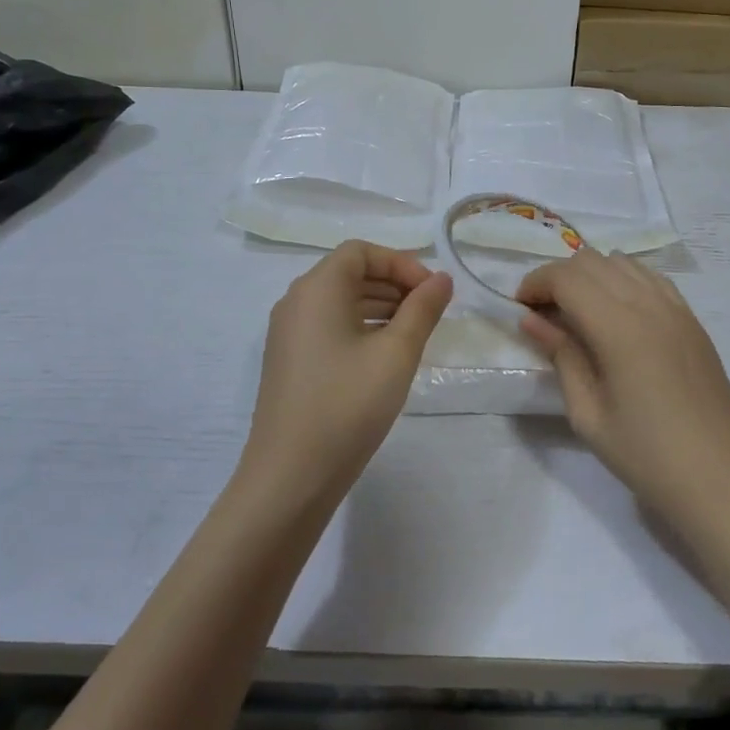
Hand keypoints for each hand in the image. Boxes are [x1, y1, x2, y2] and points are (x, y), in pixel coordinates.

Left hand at [242, 241, 452, 504]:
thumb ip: (422, 310)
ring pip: (340, 301)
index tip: (433, 292)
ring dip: (379, 307)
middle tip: (431, 312)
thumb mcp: (396, 354)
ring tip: (415, 333)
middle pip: (349, 273)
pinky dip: (360, 327)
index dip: (401, 263)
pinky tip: (385, 355)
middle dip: (393, 284)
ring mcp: (288, 333)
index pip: (361, 252)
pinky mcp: (289, 361)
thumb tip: (442, 279)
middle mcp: (296, 302)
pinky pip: (328, 326)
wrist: (290, 477)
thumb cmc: (347, 405)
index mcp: (317, 288)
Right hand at [517, 249, 729, 533]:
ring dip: (590, 276)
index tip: (520, 308)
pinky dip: (622, 281)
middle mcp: (649, 305)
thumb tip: (531, 319)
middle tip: (542, 313)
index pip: (567, 277)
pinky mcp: (692, 320)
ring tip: (576, 312)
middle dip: (558, 277)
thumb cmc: (647, 456)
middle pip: (592, 261)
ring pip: (622, 262)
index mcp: (620, 328)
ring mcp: (676, 309)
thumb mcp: (588, 414)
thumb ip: (561, 356)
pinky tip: (615, 314)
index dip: (536, 284)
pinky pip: (650, 278)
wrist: (722, 481)